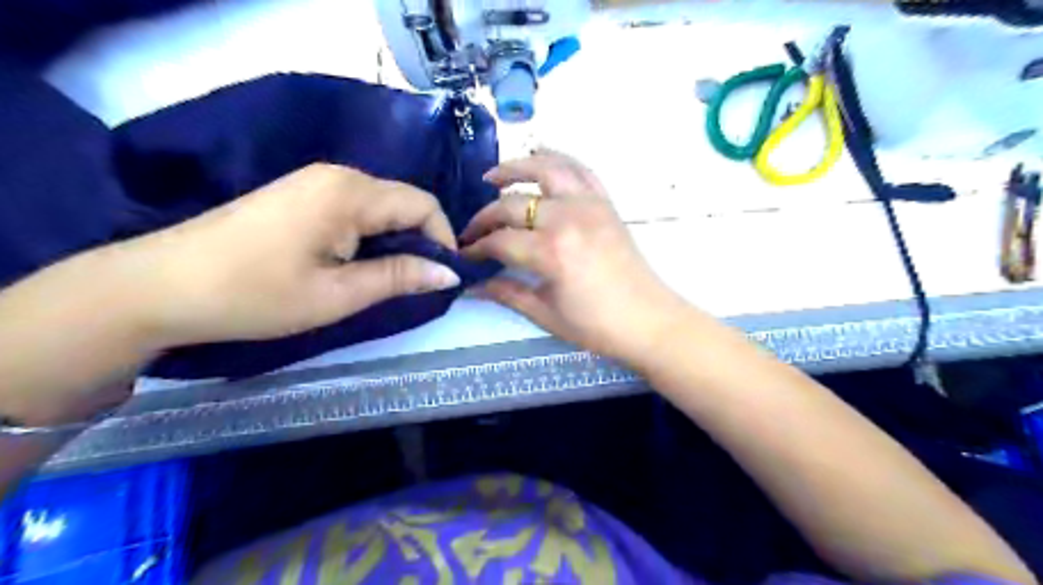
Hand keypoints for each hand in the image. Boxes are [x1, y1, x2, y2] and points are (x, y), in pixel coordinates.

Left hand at [124, 163, 458, 346]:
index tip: (445, 277)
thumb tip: (451, 272)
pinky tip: (358, 261)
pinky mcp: (300, 193)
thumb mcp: (337, 294)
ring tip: (390, 277)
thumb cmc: (255, 294)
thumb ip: (400, 277)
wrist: (160, 285)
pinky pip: (356, 207)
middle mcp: (338, 175)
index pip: (423, 204)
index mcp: (350, 192)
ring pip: (381, 205)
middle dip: (422, 239)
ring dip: (397, 239)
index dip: (444, 239)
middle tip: (419, 282)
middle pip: (404, 201)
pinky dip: (371, 234)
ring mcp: (315, 180)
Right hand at [461, 152, 690, 359]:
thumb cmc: (597, 326)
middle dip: (486, 217)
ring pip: (546, 169)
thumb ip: (506, 293)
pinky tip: (541, 156)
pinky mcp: (606, 203)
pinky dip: (558, 159)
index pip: (500, 241)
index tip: (464, 255)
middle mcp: (568, 218)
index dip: (477, 247)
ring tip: (493, 177)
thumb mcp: (546, 314)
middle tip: (472, 231)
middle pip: (514, 205)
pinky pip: (580, 170)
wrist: (649, 321)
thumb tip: (472, 285)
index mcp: (551, 252)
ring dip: (516, 167)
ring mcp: (590, 205)